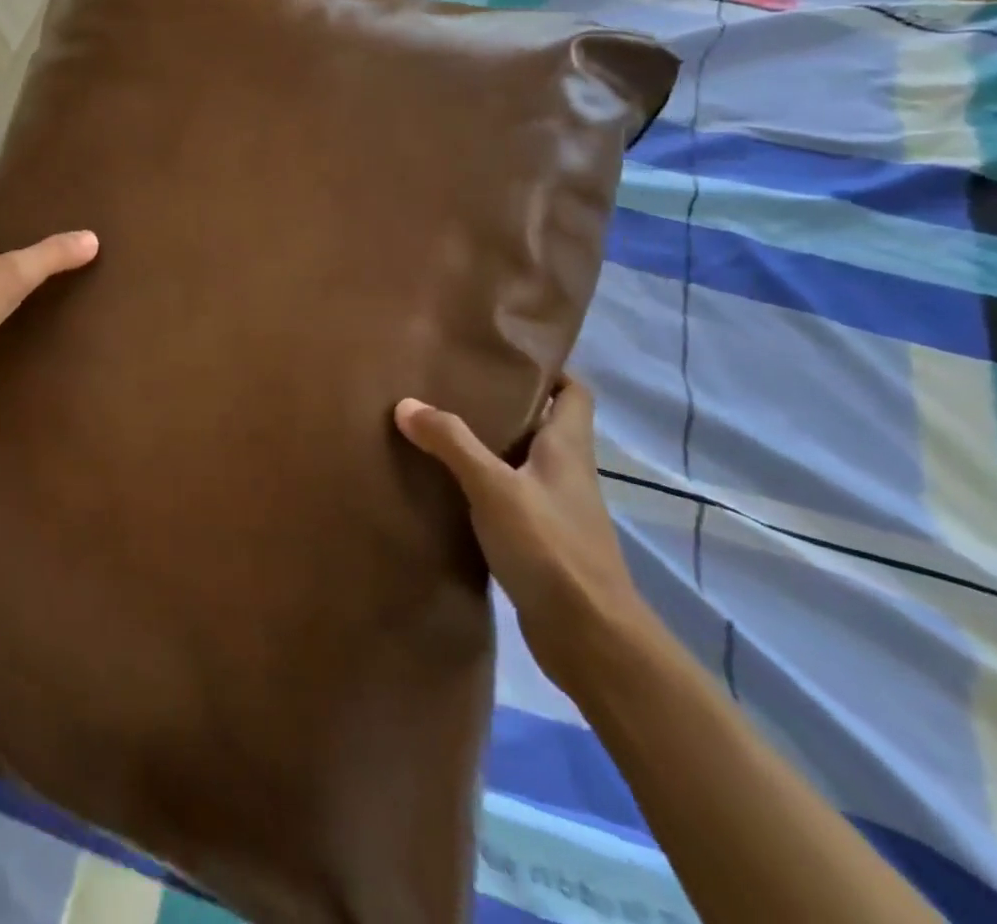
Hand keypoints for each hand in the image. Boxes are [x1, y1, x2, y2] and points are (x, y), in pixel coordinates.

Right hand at [394, 379, 645, 687]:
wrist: (591, 640)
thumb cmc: (551, 548)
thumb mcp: (494, 487)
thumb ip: (451, 443)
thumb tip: (406, 404)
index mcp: (568, 449)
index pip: (574, 393)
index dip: (549, 370)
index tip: (504, 356)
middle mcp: (567, 473)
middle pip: (542, 424)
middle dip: (503, 404)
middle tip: (452, 386)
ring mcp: (556, 510)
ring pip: (521, 463)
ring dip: (488, 447)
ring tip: (439, 429)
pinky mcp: (541, 543)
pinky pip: (508, 499)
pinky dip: (482, 487)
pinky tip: (446, 487)